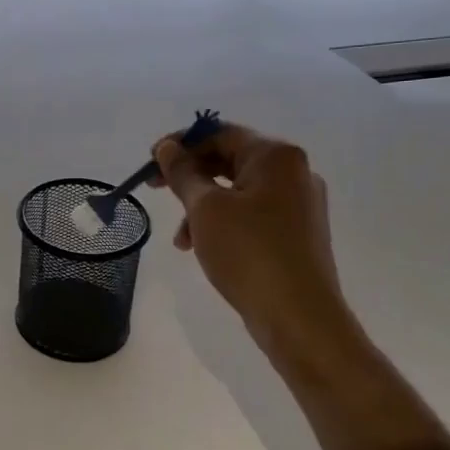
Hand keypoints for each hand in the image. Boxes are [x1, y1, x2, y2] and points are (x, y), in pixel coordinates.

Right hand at [150, 123, 349, 351]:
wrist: (299, 316)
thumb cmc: (249, 252)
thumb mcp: (205, 208)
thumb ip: (183, 173)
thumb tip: (167, 148)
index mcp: (276, 156)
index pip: (220, 133)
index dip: (180, 144)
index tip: (150, 164)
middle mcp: (293, 172)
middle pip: (229, 159)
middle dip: (189, 176)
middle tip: (156, 190)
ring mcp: (298, 204)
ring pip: (237, 190)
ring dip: (201, 205)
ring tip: (180, 238)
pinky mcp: (296, 232)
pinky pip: (250, 214)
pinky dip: (222, 222)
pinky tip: (203, 247)